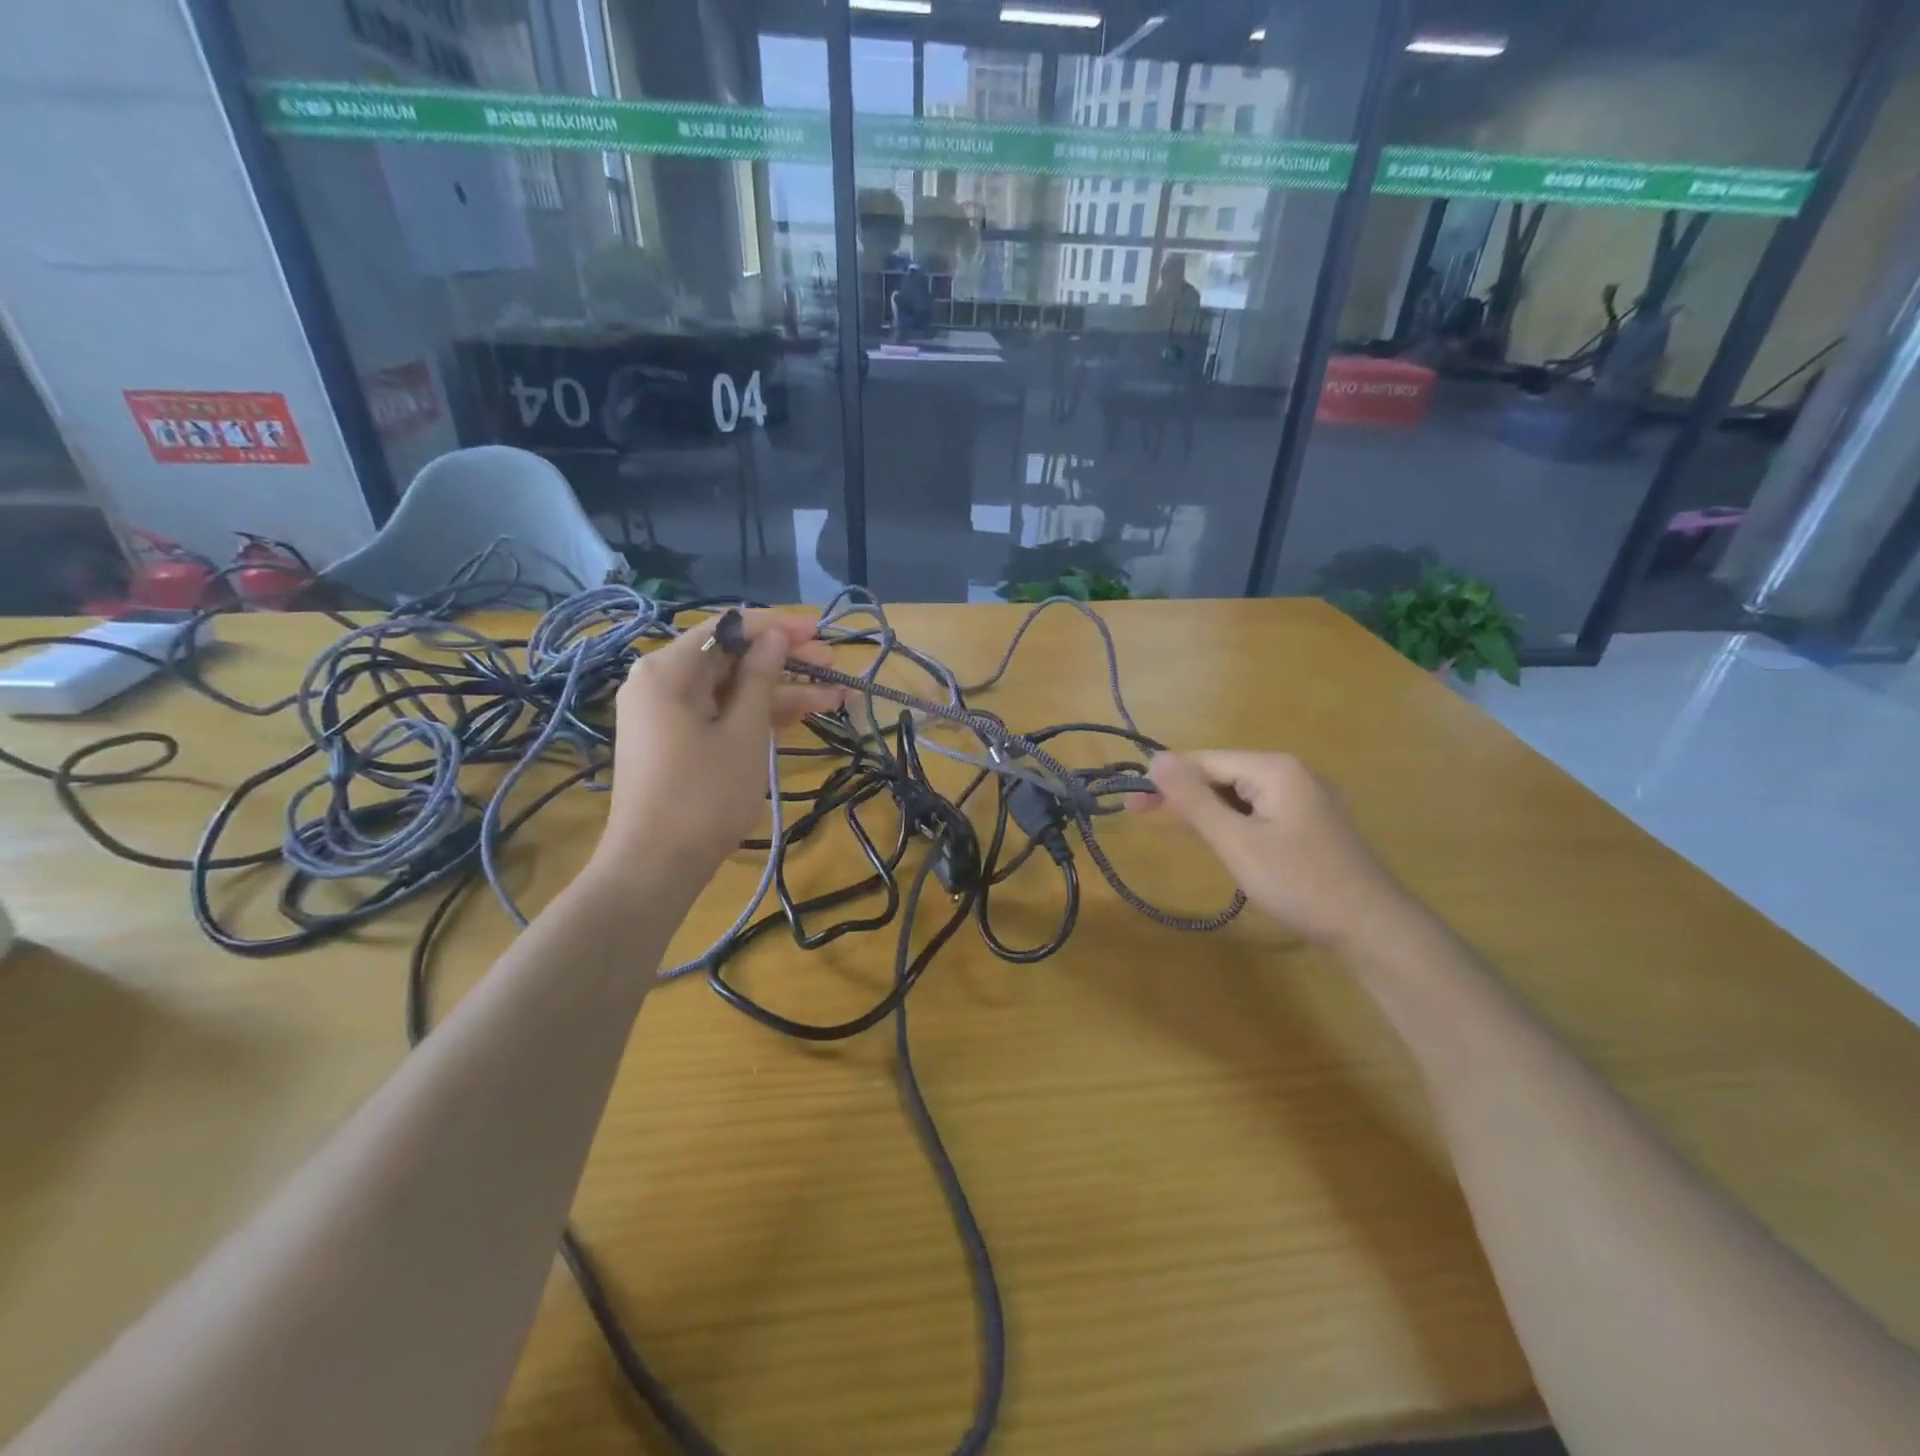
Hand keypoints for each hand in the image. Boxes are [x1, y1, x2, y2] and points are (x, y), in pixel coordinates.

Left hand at [595, 611, 842, 884]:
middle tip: (832, 665)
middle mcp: (662, 683)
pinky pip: (722, 714)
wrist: (656, 866)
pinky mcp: (678, 741)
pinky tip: (804, 713)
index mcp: (668, 670)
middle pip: (731, 657)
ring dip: (781, 691)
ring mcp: (669, 714)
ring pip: (732, 688)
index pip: (727, 627)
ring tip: (836, 695)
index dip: (776, 626)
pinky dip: (758, 715)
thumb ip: (760, 677)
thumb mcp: (743, 732)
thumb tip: (775, 636)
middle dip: (784, 660)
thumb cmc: (703, 795)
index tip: (819, 630)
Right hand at [1131, 751, 1404, 947]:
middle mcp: (1292, 773)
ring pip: (1240, 794)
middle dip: (1183, 794)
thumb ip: (1194, 799)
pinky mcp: (1312, 822)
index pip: (1205, 761)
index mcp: (1275, 769)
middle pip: (1222, 774)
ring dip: (1206, 809)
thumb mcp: (1237, 841)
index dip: (1165, 779)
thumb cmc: (1299, 882)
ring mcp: (1307, 797)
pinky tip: (1219, 838)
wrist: (1372, 928)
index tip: (1131, 802)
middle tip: (1140, 815)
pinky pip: (1259, 810)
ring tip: (1175, 828)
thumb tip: (1156, 759)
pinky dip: (1233, 821)